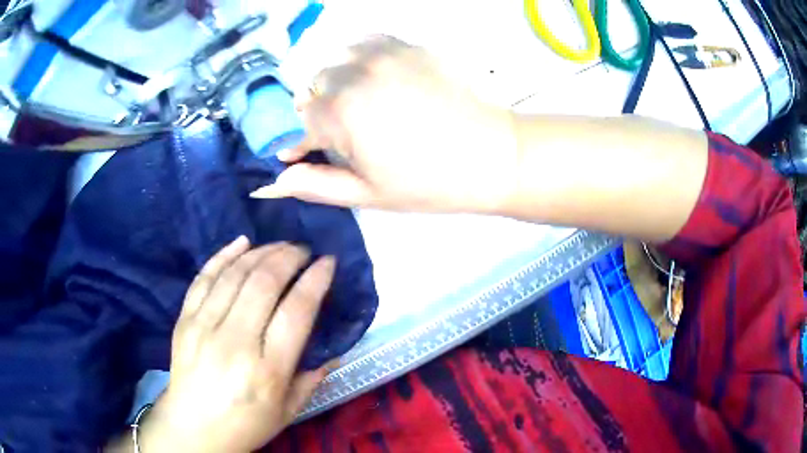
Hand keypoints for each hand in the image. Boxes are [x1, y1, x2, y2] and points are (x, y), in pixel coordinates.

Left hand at [137, 237, 336, 451]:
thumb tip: (335, 351)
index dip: (315, 279)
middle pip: (264, 283)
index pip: (296, 311)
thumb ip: (312, 378)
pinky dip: (224, 254)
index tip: (328, 261)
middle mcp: (235, 343)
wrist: (193, 428)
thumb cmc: (246, 424)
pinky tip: (242, 242)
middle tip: (303, 249)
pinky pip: (204, 277)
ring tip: (279, 245)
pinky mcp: (185, 320)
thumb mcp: (288, 411)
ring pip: (235, 273)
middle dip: (289, 256)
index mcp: (268, 371)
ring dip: (262, 251)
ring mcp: (204, 327)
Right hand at [251, 35, 518, 213]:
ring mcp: (382, 52)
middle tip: (343, 135)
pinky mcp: (406, 44)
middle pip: (312, 88)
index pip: (297, 121)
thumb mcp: (369, 194)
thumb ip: (315, 184)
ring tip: (359, 105)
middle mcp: (354, 72)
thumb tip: (274, 181)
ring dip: (336, 83)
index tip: (304, 154)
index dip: (298, 141)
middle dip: (318, 113)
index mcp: (341, 112)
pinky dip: (358, 59)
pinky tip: (374, 79)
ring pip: (334, 62)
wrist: (495, 154)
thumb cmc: (432, 182)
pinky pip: (363, 43)